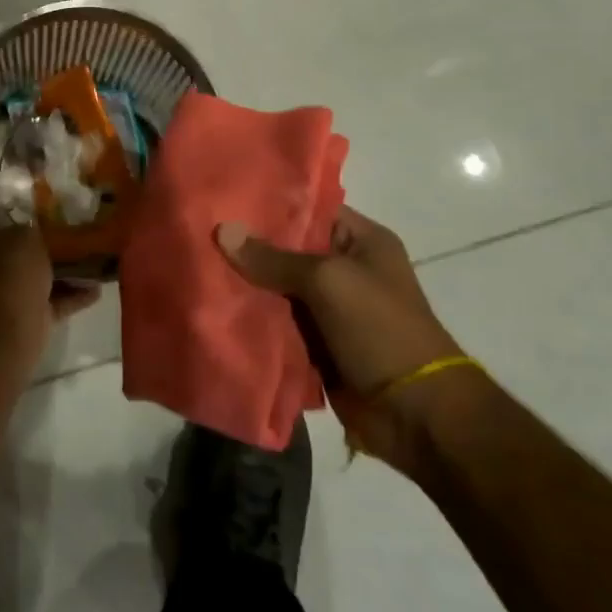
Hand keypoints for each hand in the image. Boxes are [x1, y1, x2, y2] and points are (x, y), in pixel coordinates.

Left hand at [0, 215, 99, 336]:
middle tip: (63, 231)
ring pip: (28, 280)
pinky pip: (47, 305)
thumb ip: (30, 230)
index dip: (3, 211)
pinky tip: (95, 289)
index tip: (29, 206)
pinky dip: (68, 298)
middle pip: (6, 251)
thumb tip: (33, 232)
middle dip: (33, 246)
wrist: (4, 332)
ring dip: (56, 273)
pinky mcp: (18, 323)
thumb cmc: (5, 270)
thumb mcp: (23, 235)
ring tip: (88, 257)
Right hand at [217, 208, 467, 465]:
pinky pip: (277, 323)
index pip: (310, 209)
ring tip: (197, 265)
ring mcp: (330, 309)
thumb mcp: (327, 281)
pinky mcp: (316, 344)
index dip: (270, 203)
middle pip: (288, 250)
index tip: (224, 197)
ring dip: (246, 285)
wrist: (414, 414)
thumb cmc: (380, 329)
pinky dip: (253, 320)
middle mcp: (346, 270)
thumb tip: (222, 231)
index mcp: (362, 241)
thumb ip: (273, 258)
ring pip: (277, 288)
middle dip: (249, 246)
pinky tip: (213, 305)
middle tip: (199, 231)